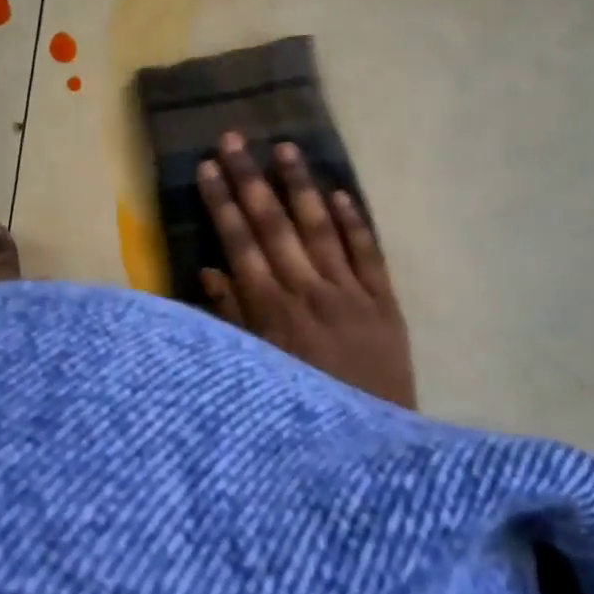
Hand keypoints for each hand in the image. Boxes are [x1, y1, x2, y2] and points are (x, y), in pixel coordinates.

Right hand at [196, 133, 414, 408]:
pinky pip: (368, 253)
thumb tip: (210, 270)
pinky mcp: (385, 303)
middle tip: (234, 137)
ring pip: (321, 228)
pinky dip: (354, 222)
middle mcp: (308, 292)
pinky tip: (339, 192)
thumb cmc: (302, 413)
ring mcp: (351, 294)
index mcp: (271, 311)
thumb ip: (232, 320)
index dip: (222, 202)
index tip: (208, 166)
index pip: (241, 242)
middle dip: (251, 179)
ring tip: (285, 147)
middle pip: (274, 225)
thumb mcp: (255, 373)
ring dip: (301, 185)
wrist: (372, 455)